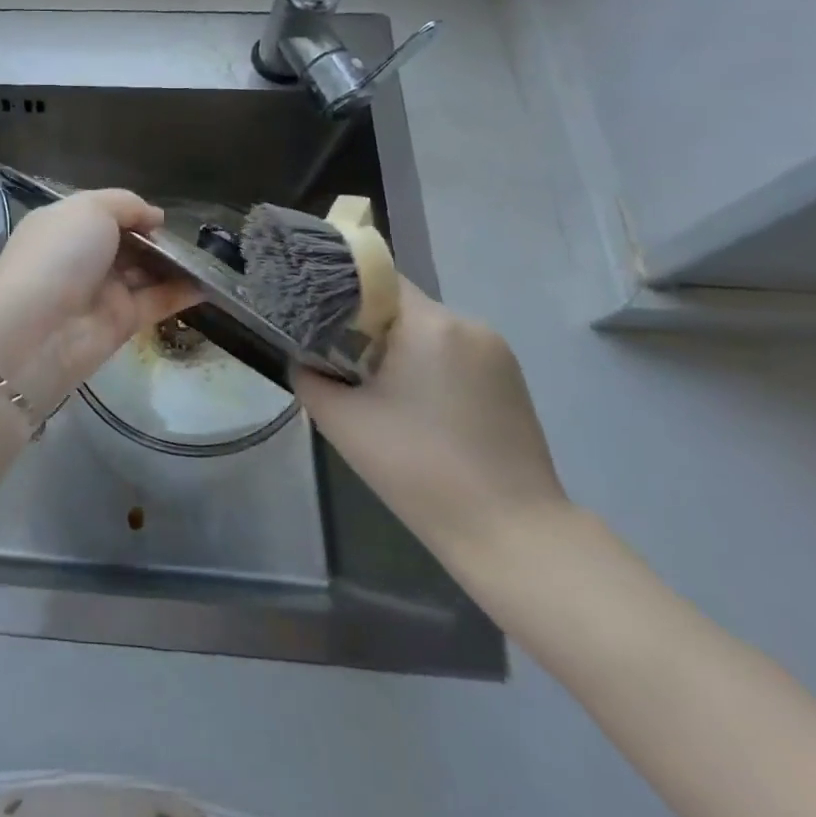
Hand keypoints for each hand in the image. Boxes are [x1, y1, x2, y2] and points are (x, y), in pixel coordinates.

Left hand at [0, 189, 200, 414]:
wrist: (37, 329)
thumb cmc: (60, 254)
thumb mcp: (89, 209)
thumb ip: (125, 205)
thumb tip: (154, 217)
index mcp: (65, 226)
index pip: (103, 214)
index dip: (133, 213)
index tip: (162, 218)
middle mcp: (82, 257)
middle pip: (127, 244)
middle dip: (157, 240)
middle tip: (195, 239)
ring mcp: (101, 291)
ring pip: (144, 273)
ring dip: (174, 266)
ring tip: (213, 259)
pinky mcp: (120, 323)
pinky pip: (156, 302)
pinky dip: (181, 293)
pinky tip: (209, 285)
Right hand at [290, 280, 567, 563]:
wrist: (512, 536)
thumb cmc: (418, 468)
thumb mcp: (341, 421)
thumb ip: (309, 376)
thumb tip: (303, 359)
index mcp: (431, 324)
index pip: (374, 279)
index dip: (337, 291)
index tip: (312, 316)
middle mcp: (469, 325)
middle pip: (400, 306)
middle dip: (364, 326)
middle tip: (334, 358)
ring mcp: (497, 354)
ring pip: (426, 332)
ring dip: (395, 348)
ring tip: (371, 387)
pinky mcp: (511, 382)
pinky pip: (452, 355)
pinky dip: (424, 367)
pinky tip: (411, 407)